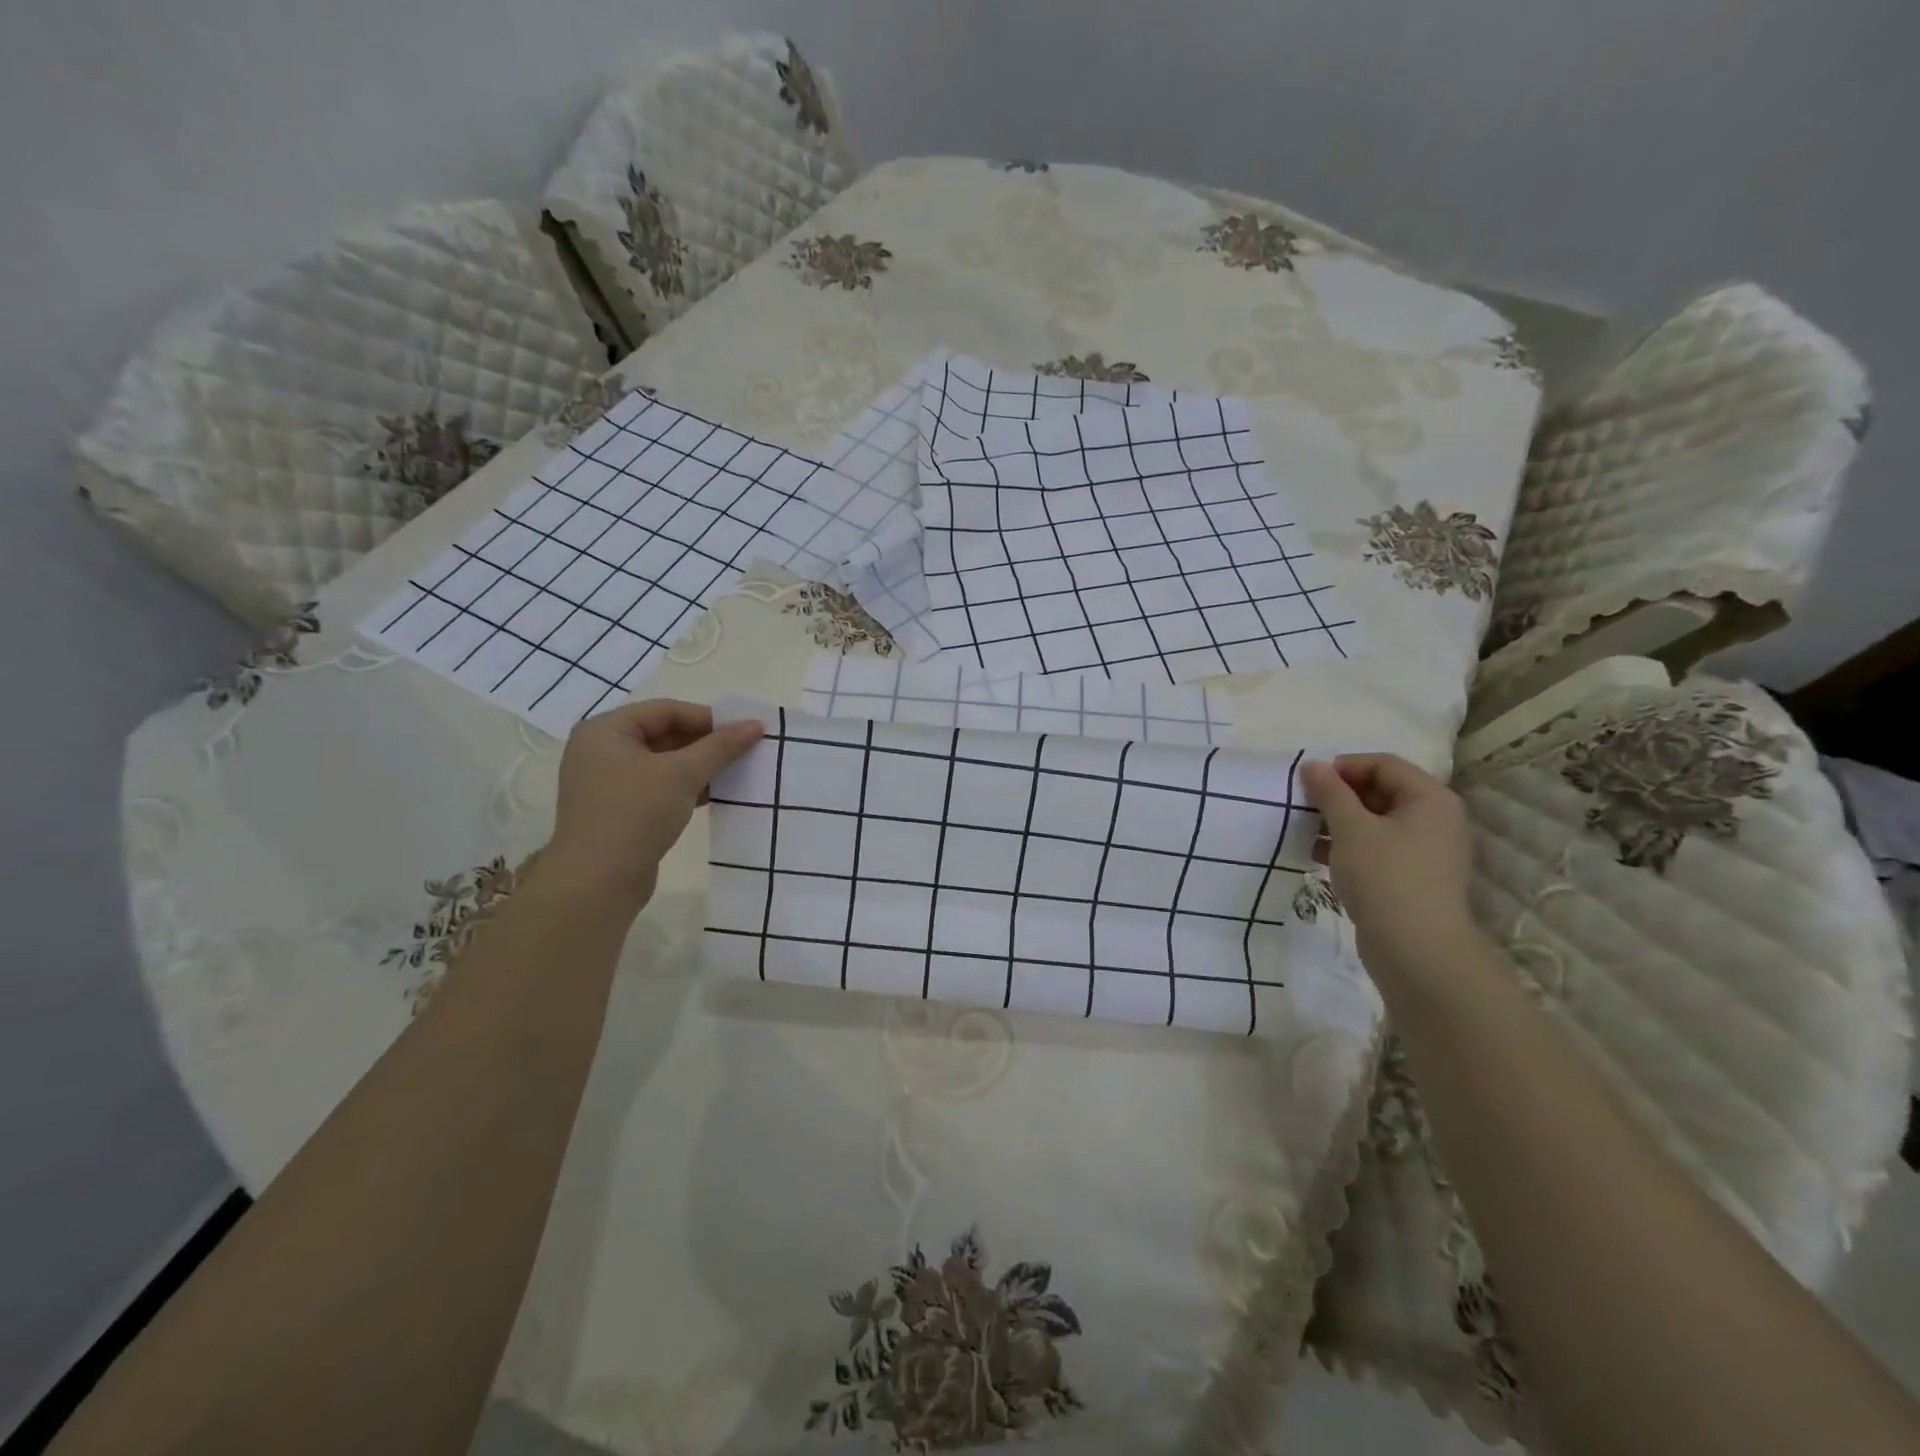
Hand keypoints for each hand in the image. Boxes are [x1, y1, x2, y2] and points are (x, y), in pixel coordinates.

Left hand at [542, 700, 763, 910]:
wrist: (597, 882)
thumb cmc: (636, 813)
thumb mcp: (683, 774)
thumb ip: (721, 746)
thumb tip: (757, 725)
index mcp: (605, 730)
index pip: (665, 711)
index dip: (708, 718)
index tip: (743, 731)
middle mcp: (601, 750)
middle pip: (663, 735)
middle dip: (705, 743)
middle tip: (744, 752)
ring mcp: (606, 783)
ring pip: (663, 763)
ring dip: (699, 767)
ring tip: (736, 773)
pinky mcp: (617, 810)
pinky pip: (657, 787)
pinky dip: (685, 787)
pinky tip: (714, 796)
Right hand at [1301, 753, 1478, 975]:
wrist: (1416, 951)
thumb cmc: (1385, 877)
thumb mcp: (1351, 828)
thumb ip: (1330, 792)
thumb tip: (1313, 765)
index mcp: (1430, 799)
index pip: (1384, 764)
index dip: (1345, 766)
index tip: (1310, 782)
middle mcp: (1434, 820)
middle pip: (1381, 791)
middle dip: (1339, 795)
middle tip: (1304, 805)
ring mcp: (1424, 852)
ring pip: (1375, 822)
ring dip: (1339, 821)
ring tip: (1304, 830)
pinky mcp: (1411, 878)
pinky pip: (1376, 848)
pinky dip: (1348, 846)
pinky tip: (1317, 854)